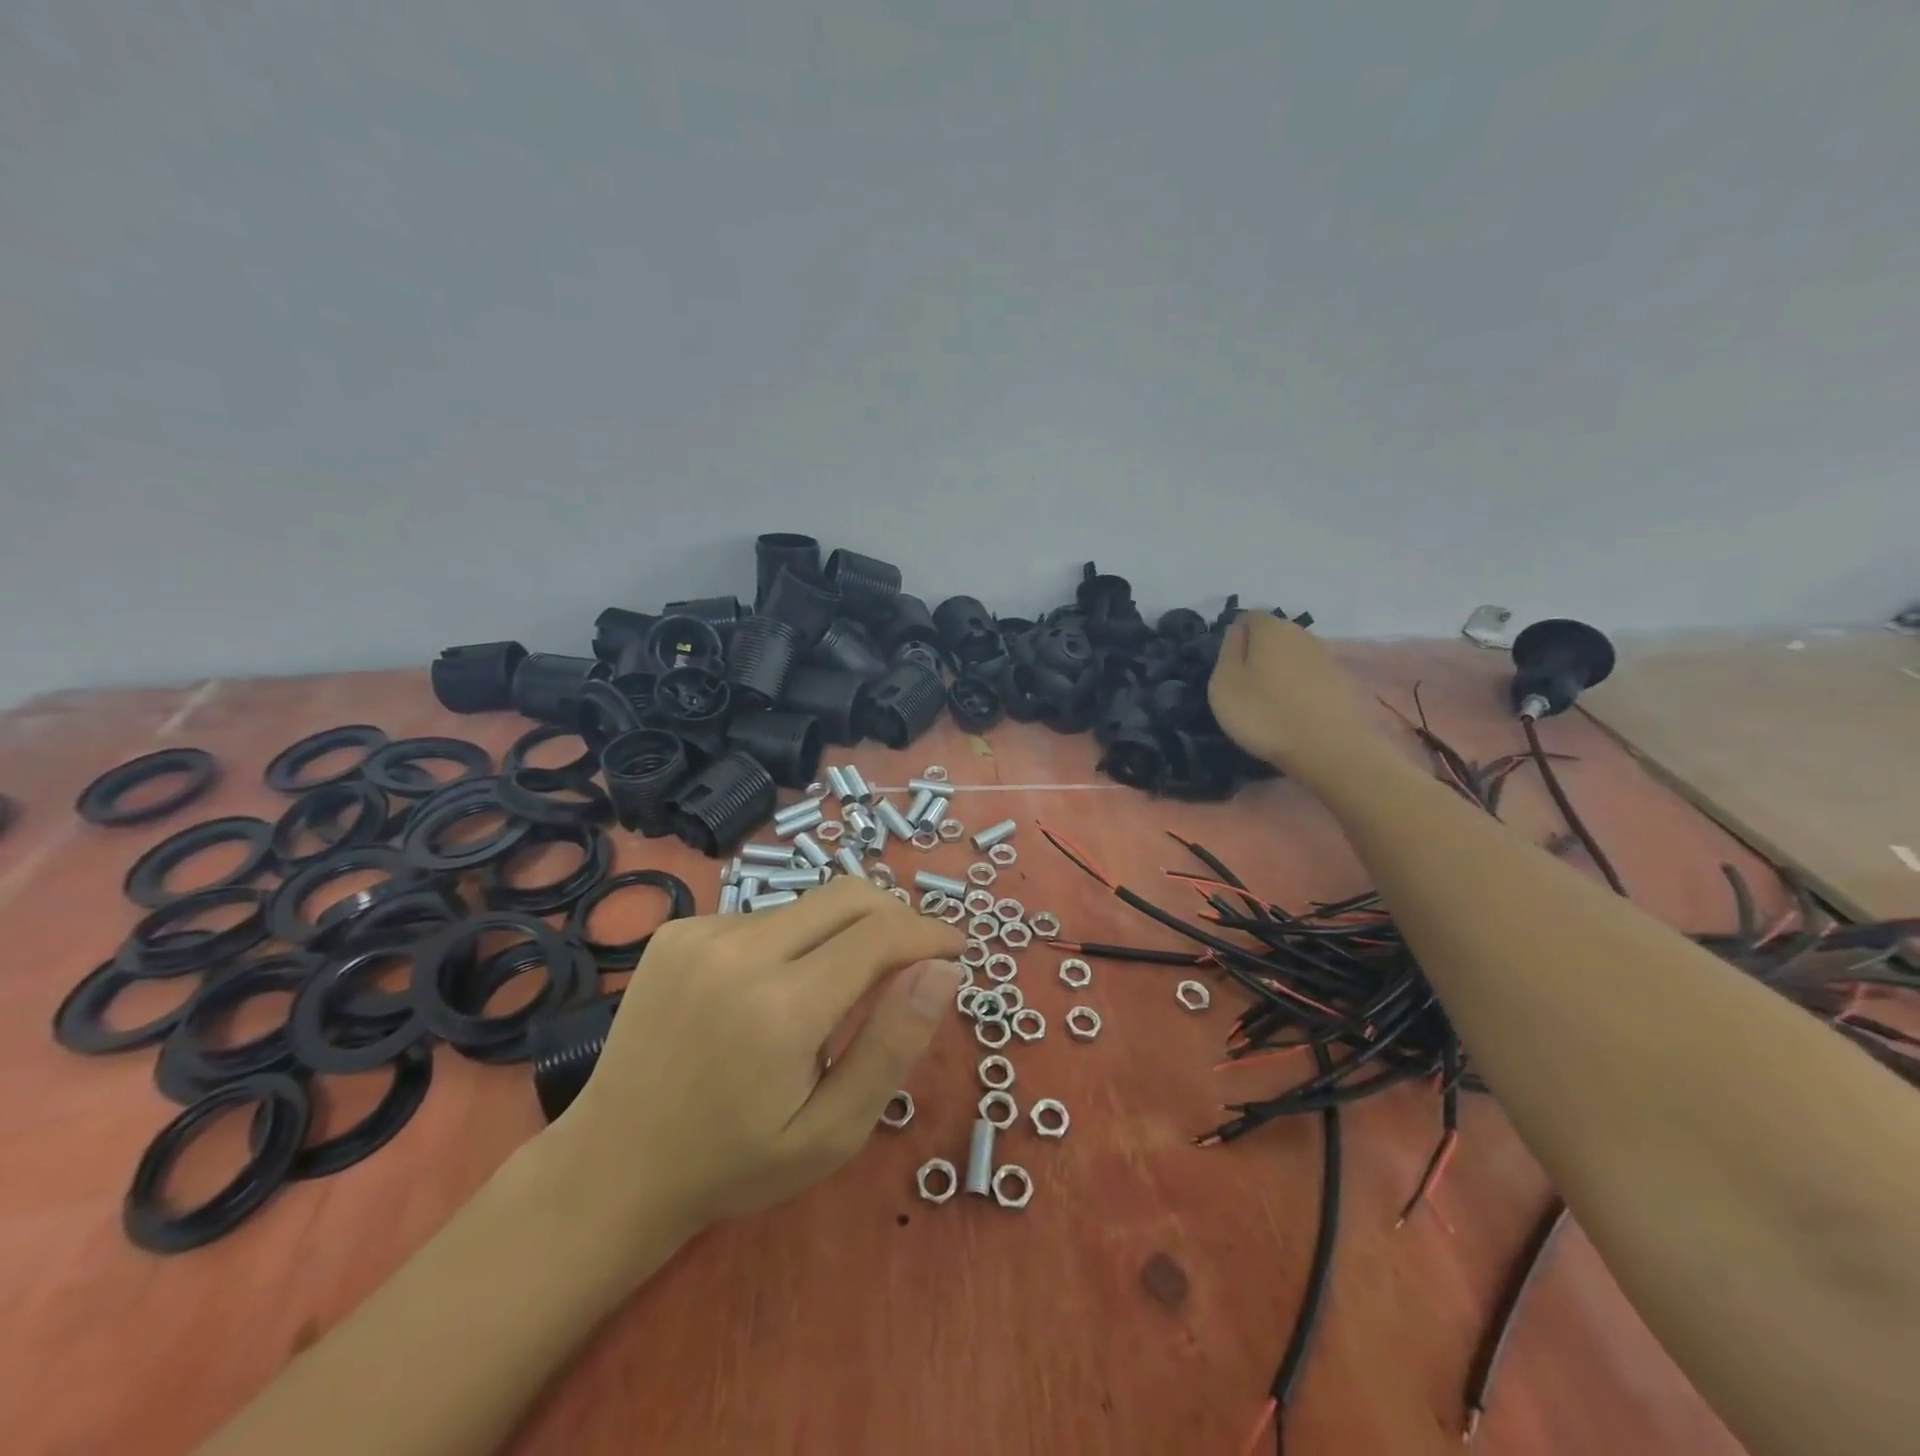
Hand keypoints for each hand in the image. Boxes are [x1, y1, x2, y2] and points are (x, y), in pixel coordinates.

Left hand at [549, 877, 962, 1250]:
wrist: (612, 1167)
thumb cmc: (734, 1162)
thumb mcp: (832, 1130)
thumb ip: (893, 1044)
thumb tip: (943, 969)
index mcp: (782, 1007)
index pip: (882, 933)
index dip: (930, 932)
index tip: (956, 949)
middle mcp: (740, 950)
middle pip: (849, 896)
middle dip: (895, 917)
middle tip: (911, 960)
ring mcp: (702, 932)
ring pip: (806, 906)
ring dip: (839, 934)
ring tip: (830, 994)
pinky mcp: (678, 929)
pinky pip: (762, 916)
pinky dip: (791, 941)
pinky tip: (770, 991)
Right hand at [1207, 612, 1377, 783]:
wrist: (1329, 748)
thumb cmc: (1265, 713)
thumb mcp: (1225, 684)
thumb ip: (1228, 651)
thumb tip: (1237, 631)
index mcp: (1271, 628)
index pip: (1249, 617)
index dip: (1236, 637)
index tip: (1228, 665)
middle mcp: (1302, 633)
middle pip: (1274, 635)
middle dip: (1260, 653)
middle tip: (1246, 685)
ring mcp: (1327, 657)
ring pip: (1295, 656)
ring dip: (1282, 671)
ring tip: (1270, 701)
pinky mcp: (1343, 682)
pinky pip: (1312, 677)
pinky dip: (1301, 688)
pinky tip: (1294, 711)